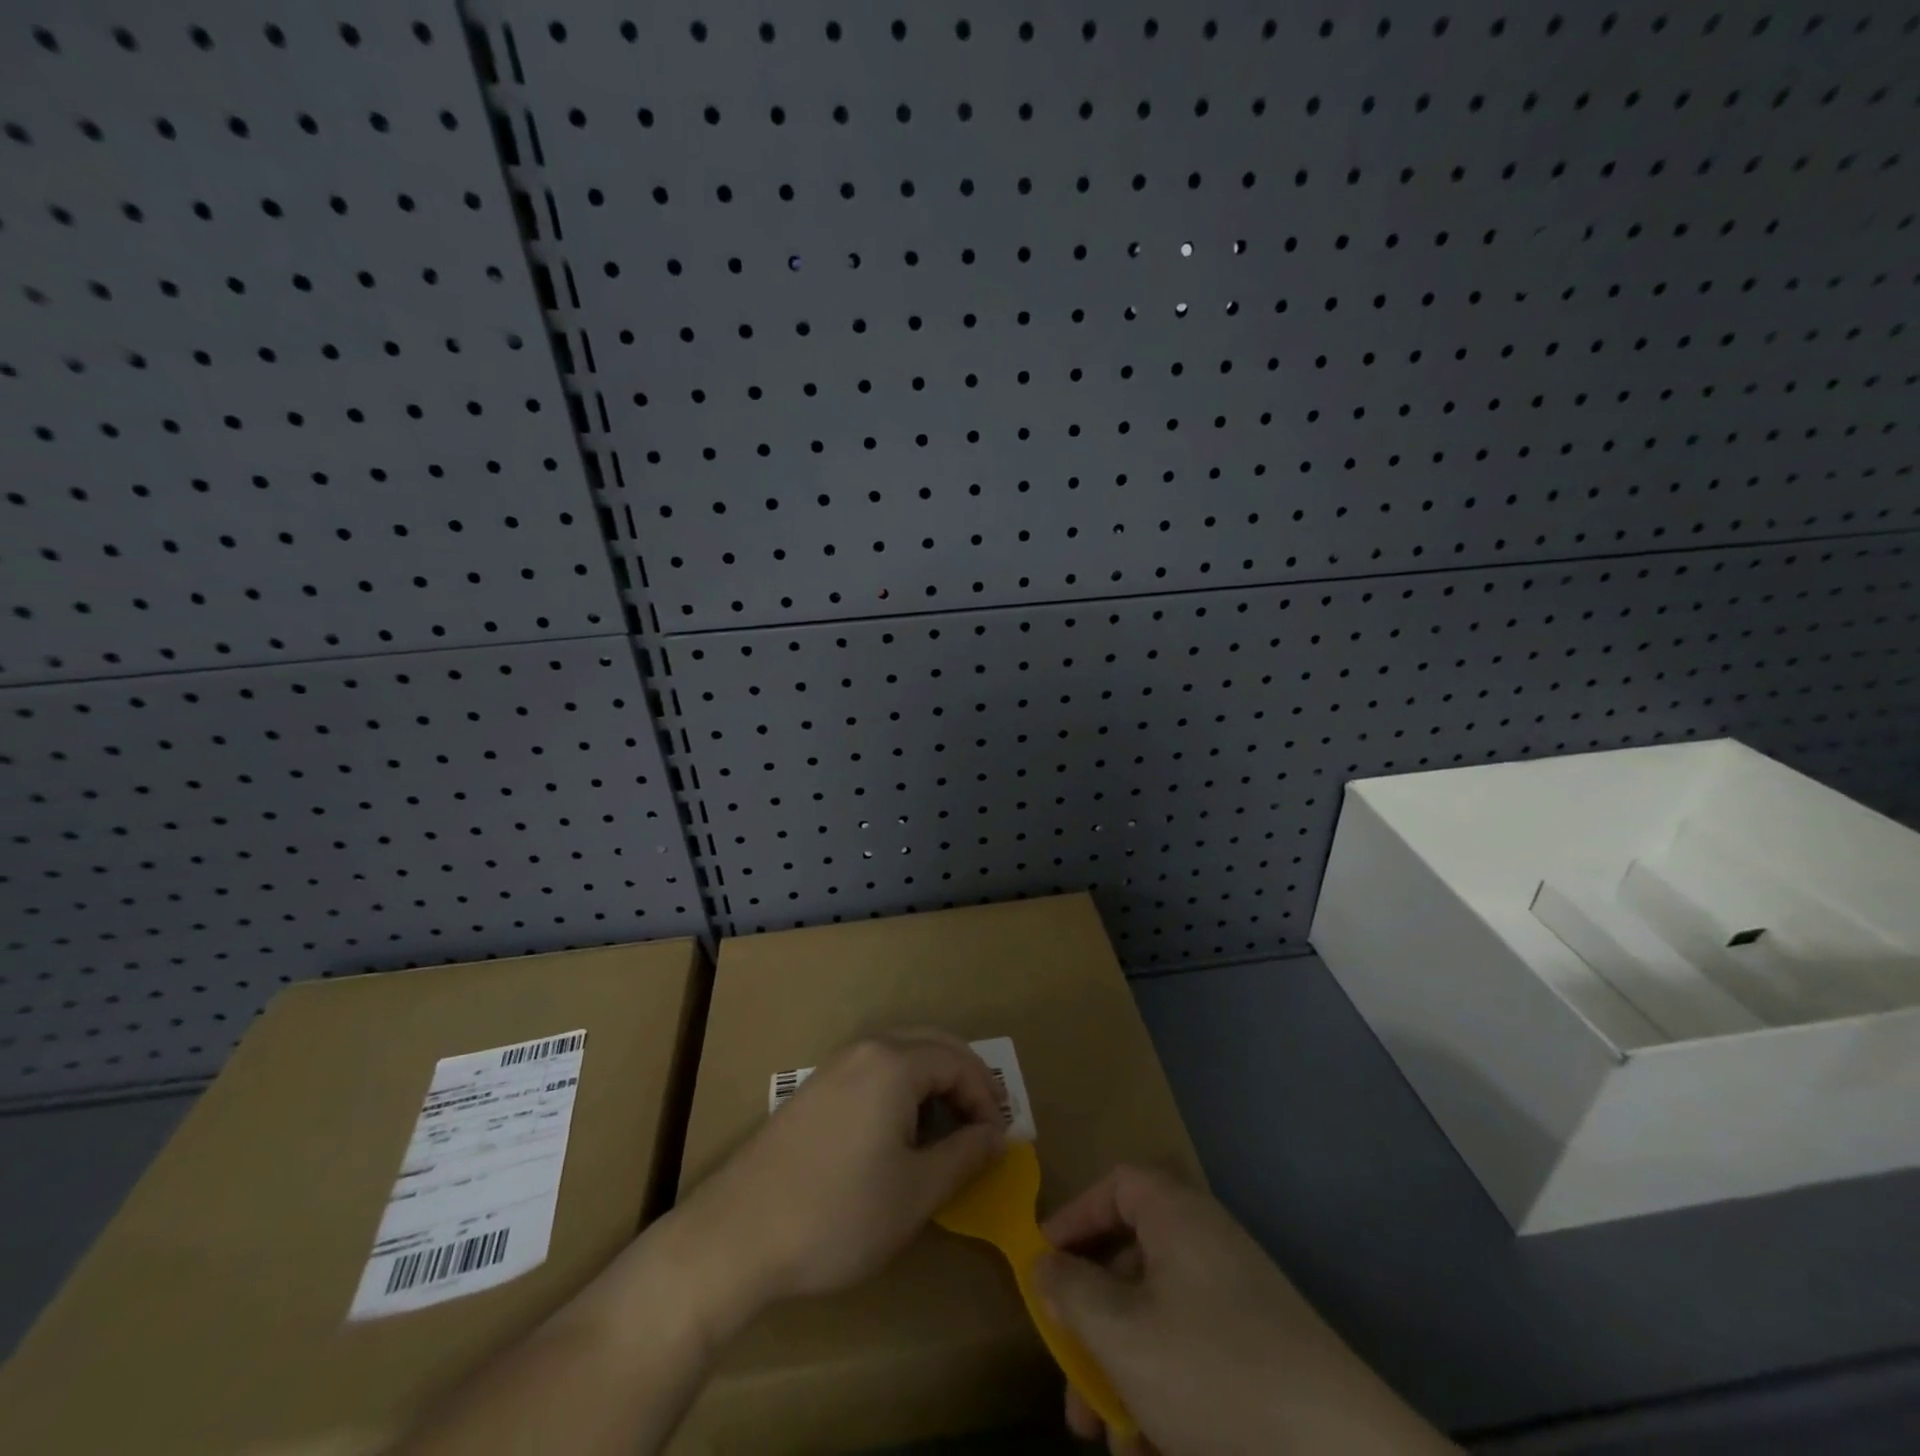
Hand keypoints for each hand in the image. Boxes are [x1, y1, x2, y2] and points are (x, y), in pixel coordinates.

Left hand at [680, 1029, 1005, 1308]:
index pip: (958, 1061)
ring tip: (947, 1132)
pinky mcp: (814, 1090)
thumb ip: (963, 1156)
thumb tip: (994, 1135)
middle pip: (931, 1046)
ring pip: (901, 1056)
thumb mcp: (915, 1193)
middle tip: (982, 1126)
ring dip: (933, 1084)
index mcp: (894, 1063)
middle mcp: (865, 1050)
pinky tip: (900, 1134)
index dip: (986, 1098)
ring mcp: (834, 1067)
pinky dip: (902, 1090)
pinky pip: (874, 1072)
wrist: (737, 1235)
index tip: (997, 1141)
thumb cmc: (838, 1214)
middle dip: (964, 1080)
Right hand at [1036, 1167, 1453, 1455]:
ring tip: (1105, 1438)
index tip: (1043, 1264)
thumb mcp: (1124, 1336)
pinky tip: (1150, 1450)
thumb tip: (1044, 1264)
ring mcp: (1236, 1298)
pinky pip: (1191, 1354)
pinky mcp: (1258, 1352)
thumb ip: (1073, 1293)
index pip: (1115, 1186)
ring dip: (1121, 1371)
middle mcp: (1206, 1243)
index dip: (1074, 1218)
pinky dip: (1163, 1393)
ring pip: (1156, 1318)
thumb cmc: (1216, 1373)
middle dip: (1092, 1322)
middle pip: (1130, 1260)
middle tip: (1067, 1376)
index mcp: (1177, 1216)